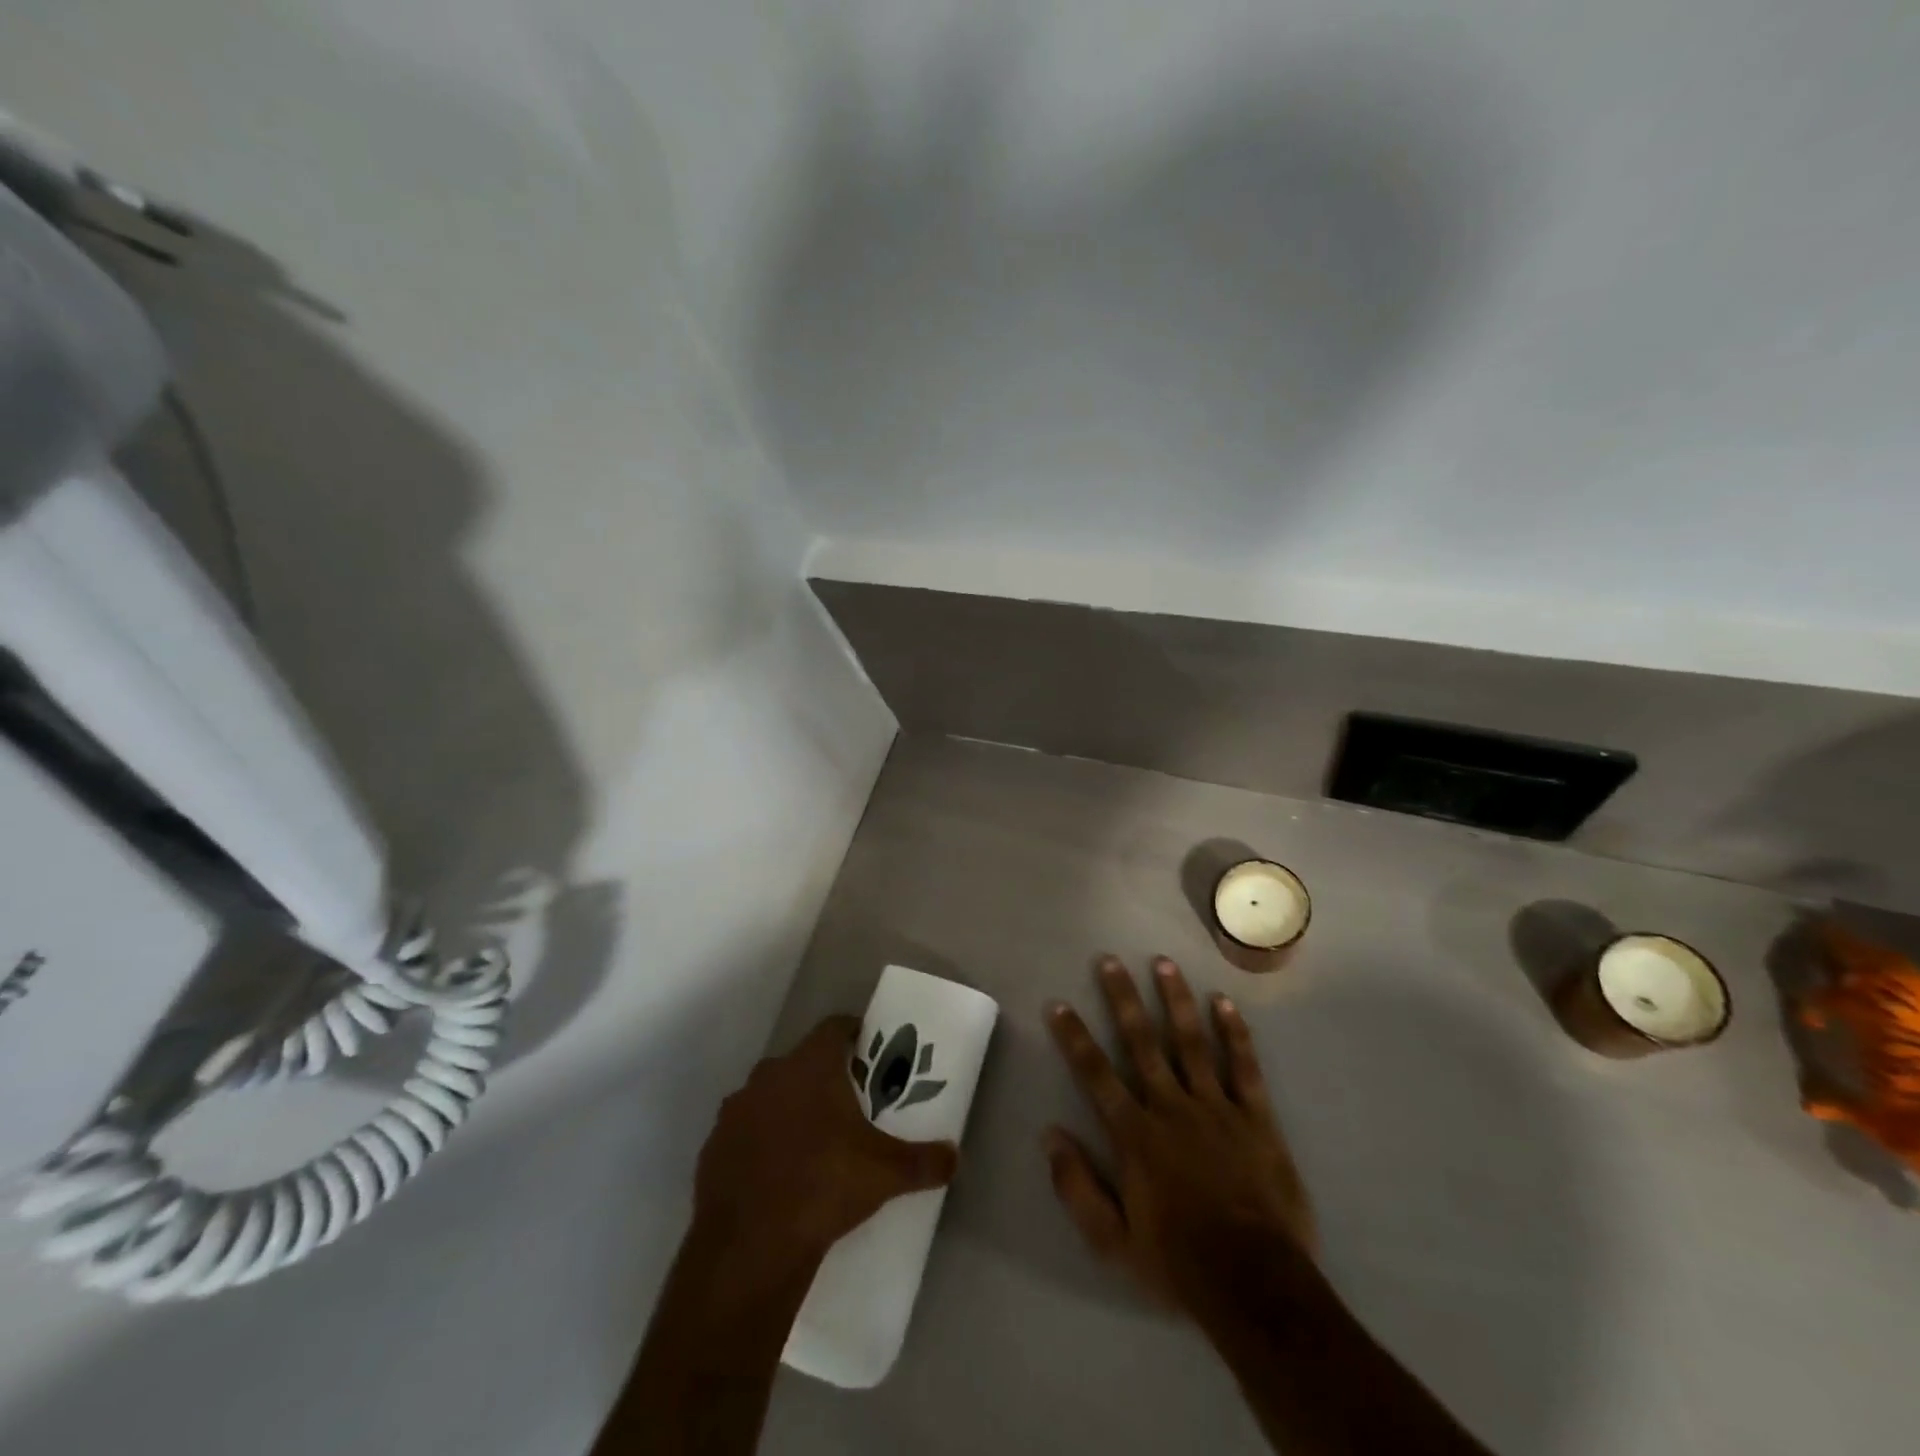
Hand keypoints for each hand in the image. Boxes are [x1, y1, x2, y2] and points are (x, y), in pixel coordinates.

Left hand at [694, 1015, 958, 1265]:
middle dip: (822, 1076)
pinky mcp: (713, 1147)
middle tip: (846, 1104)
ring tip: (810, 1141)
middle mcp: (769, 1075)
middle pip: (801, 1062)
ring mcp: (735, 1110)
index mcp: (810, 1066)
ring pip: (768, 1095)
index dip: (853, 1034)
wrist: (750, 1246)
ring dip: (787, 1108)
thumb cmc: (824, 1187)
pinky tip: (775, 1173)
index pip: (834, 1028)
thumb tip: (956, 1157)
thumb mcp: (886, 1174)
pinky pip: (743, 1132)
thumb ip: (925, 1160)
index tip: (868, 1052)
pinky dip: (759, 1142)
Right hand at [1044, 956, 1315, 1313]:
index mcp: (1135, 1134)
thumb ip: (1076, 1185)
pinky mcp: (1256, 1118)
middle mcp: (1171, 1107)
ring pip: (1190, 1042)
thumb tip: (1049, 1135)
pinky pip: (1244, 1067)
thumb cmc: (1178, 1261)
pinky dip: (1234, 1033)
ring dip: (1175, 999)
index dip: (1074, 1037)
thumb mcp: (1112, 1240)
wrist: (1256, 1284)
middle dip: (1123, 998)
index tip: (1058, 1004)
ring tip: (1163, 962)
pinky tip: (1224, 1002)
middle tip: (1110, 960)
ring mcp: (1216, 1108)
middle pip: (1141, 1042)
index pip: (1095, 1074)